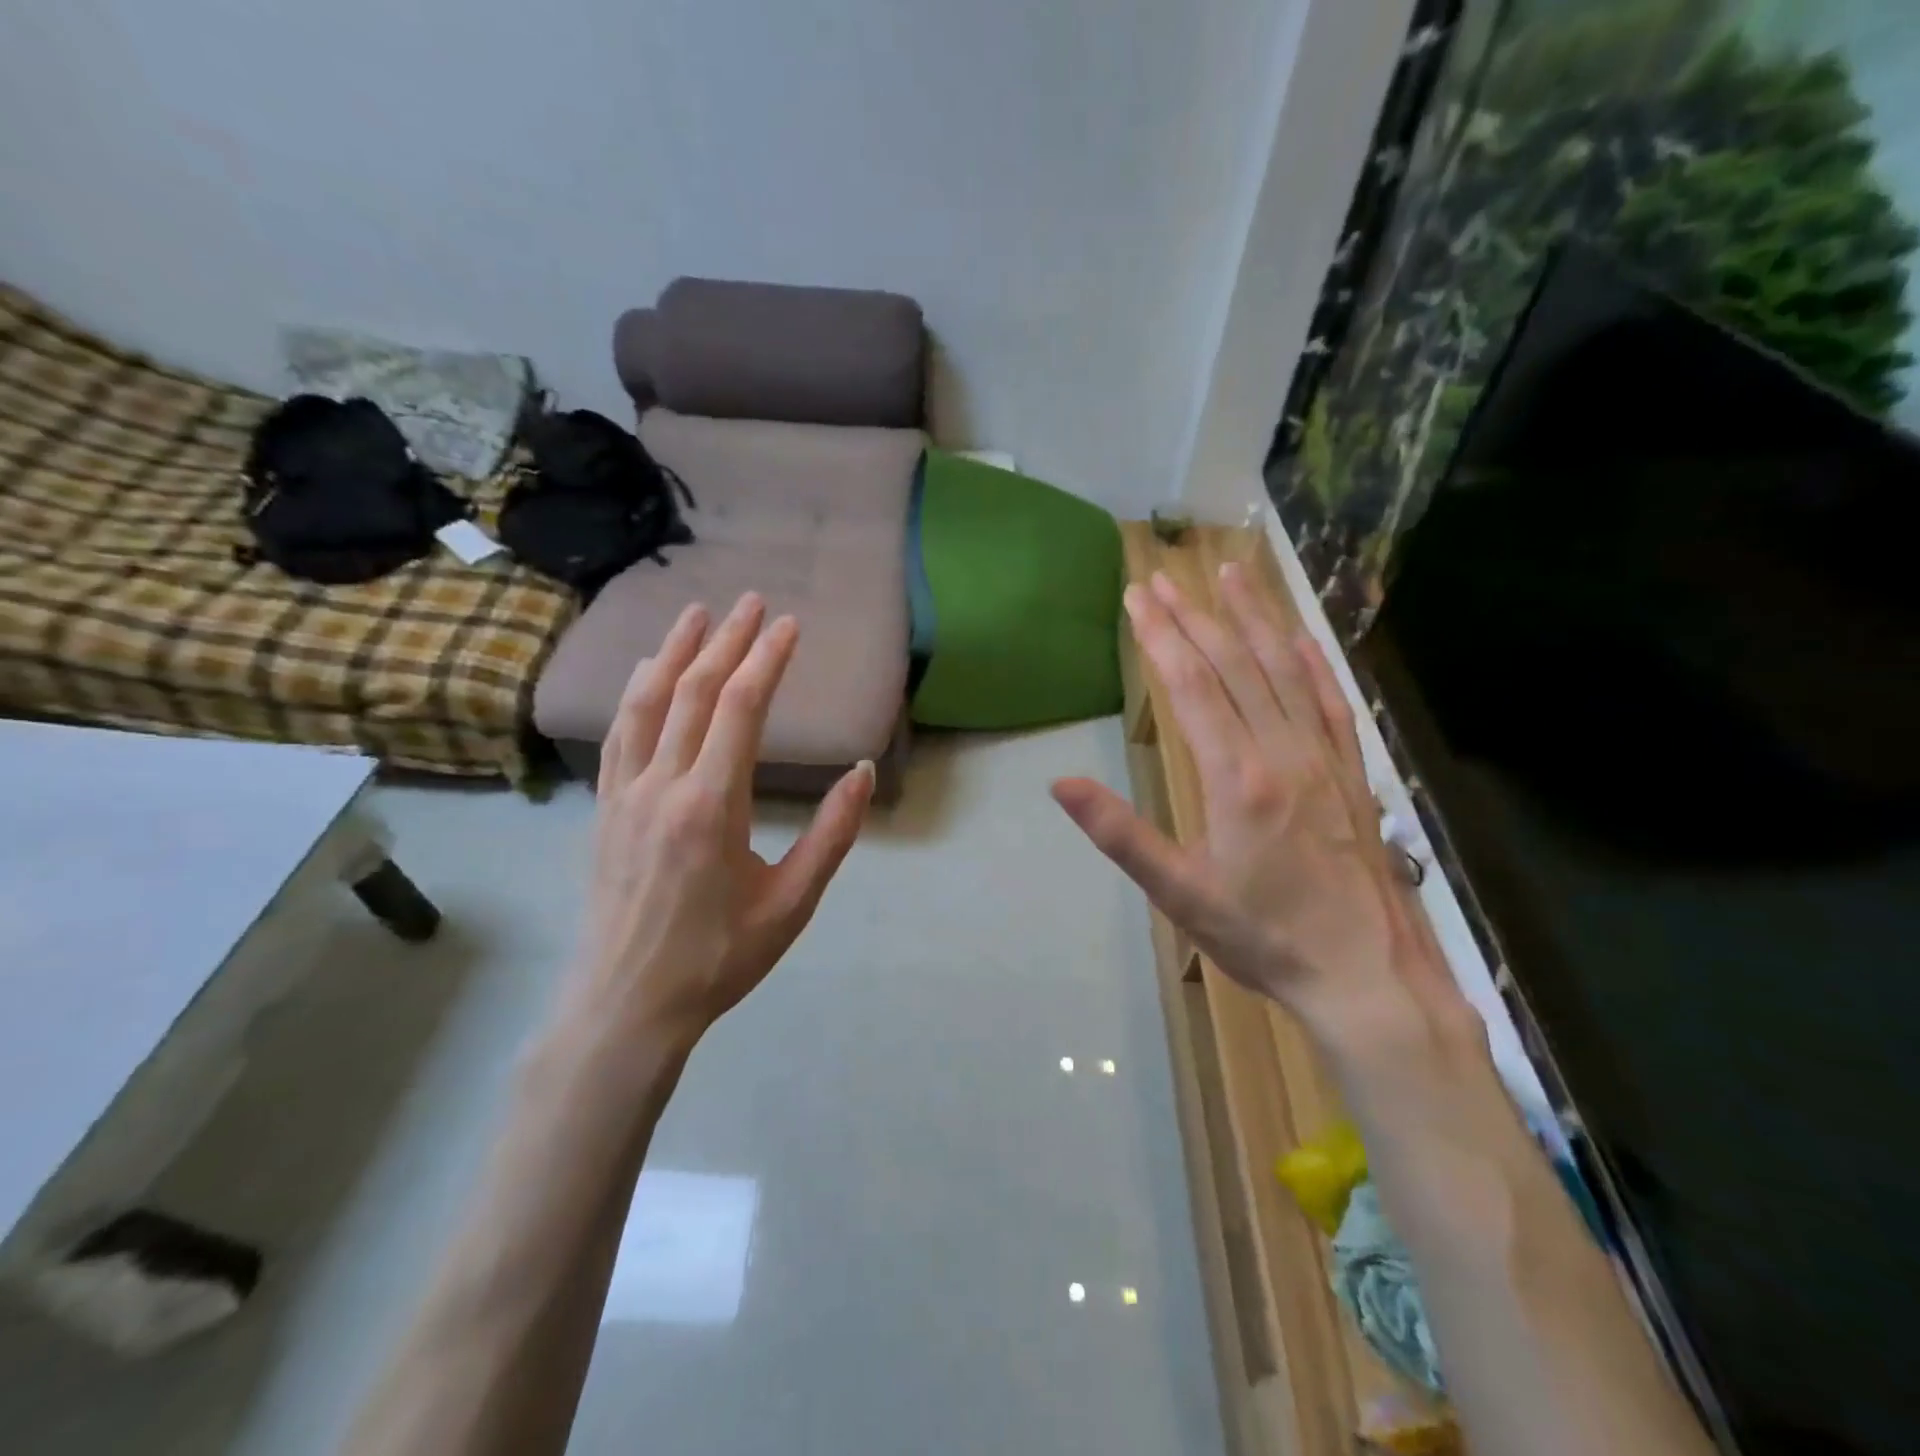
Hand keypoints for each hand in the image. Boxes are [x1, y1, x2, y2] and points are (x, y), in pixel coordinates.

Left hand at [572, 594, 873, 1053]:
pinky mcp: (605, 809)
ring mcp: (624, 795)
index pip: (739, 710)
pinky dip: (637, 693)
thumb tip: (863, 773)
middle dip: (727, 641)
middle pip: (693, 693)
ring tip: (697, 614)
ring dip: (674, 652)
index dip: (766, 660)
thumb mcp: (792, 903)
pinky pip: (619, 735)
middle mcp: (662, 786)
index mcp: (712, 806)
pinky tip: (649, 674)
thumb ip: (831, 835)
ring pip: (646, 704)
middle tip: (753, 602)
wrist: (628, 1005)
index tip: (789, 626)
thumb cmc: (720, 959)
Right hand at [1053, 565, 1470, 1053]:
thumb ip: (1121, 833)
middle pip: (1233, 664)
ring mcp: (1323, 756)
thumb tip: (1062, 784)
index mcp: (1236, 777)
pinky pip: (1329, 701)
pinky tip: (1297, 636)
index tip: (1137, 597)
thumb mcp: (1179, 893)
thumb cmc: (1263, 936)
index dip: (1161, 635)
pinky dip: (1310, 661)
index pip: (1191, 685)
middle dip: (1194, 615)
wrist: (1367, 974)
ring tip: (1232, 572)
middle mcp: (1282, 751)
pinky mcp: (1352, 771)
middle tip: (1163, 577)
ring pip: (1283, 670)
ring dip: (1254, 617)